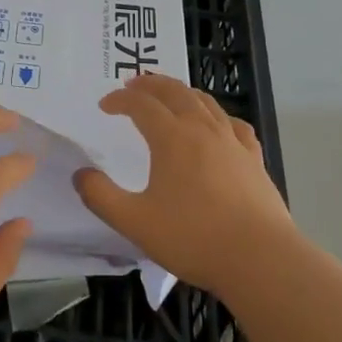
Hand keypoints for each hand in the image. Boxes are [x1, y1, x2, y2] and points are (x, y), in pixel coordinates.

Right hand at [75, 73, 296, 292]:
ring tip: (170, 95)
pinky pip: (234, 124)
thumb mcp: (135, 222)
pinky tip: (218, 125)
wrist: (260, 258)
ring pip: (205, 101)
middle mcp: (202, 128)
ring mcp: (232, 141)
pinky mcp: (254, 158)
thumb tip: (80, 175)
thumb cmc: (193, 238)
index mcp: (171, 137)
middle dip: (150, 83)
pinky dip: (218, 116)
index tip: (105, 105)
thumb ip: (101, 197)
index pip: (141, 104)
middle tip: (133, 84)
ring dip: (182, 91)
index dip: (120, 99)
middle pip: (174, 91)